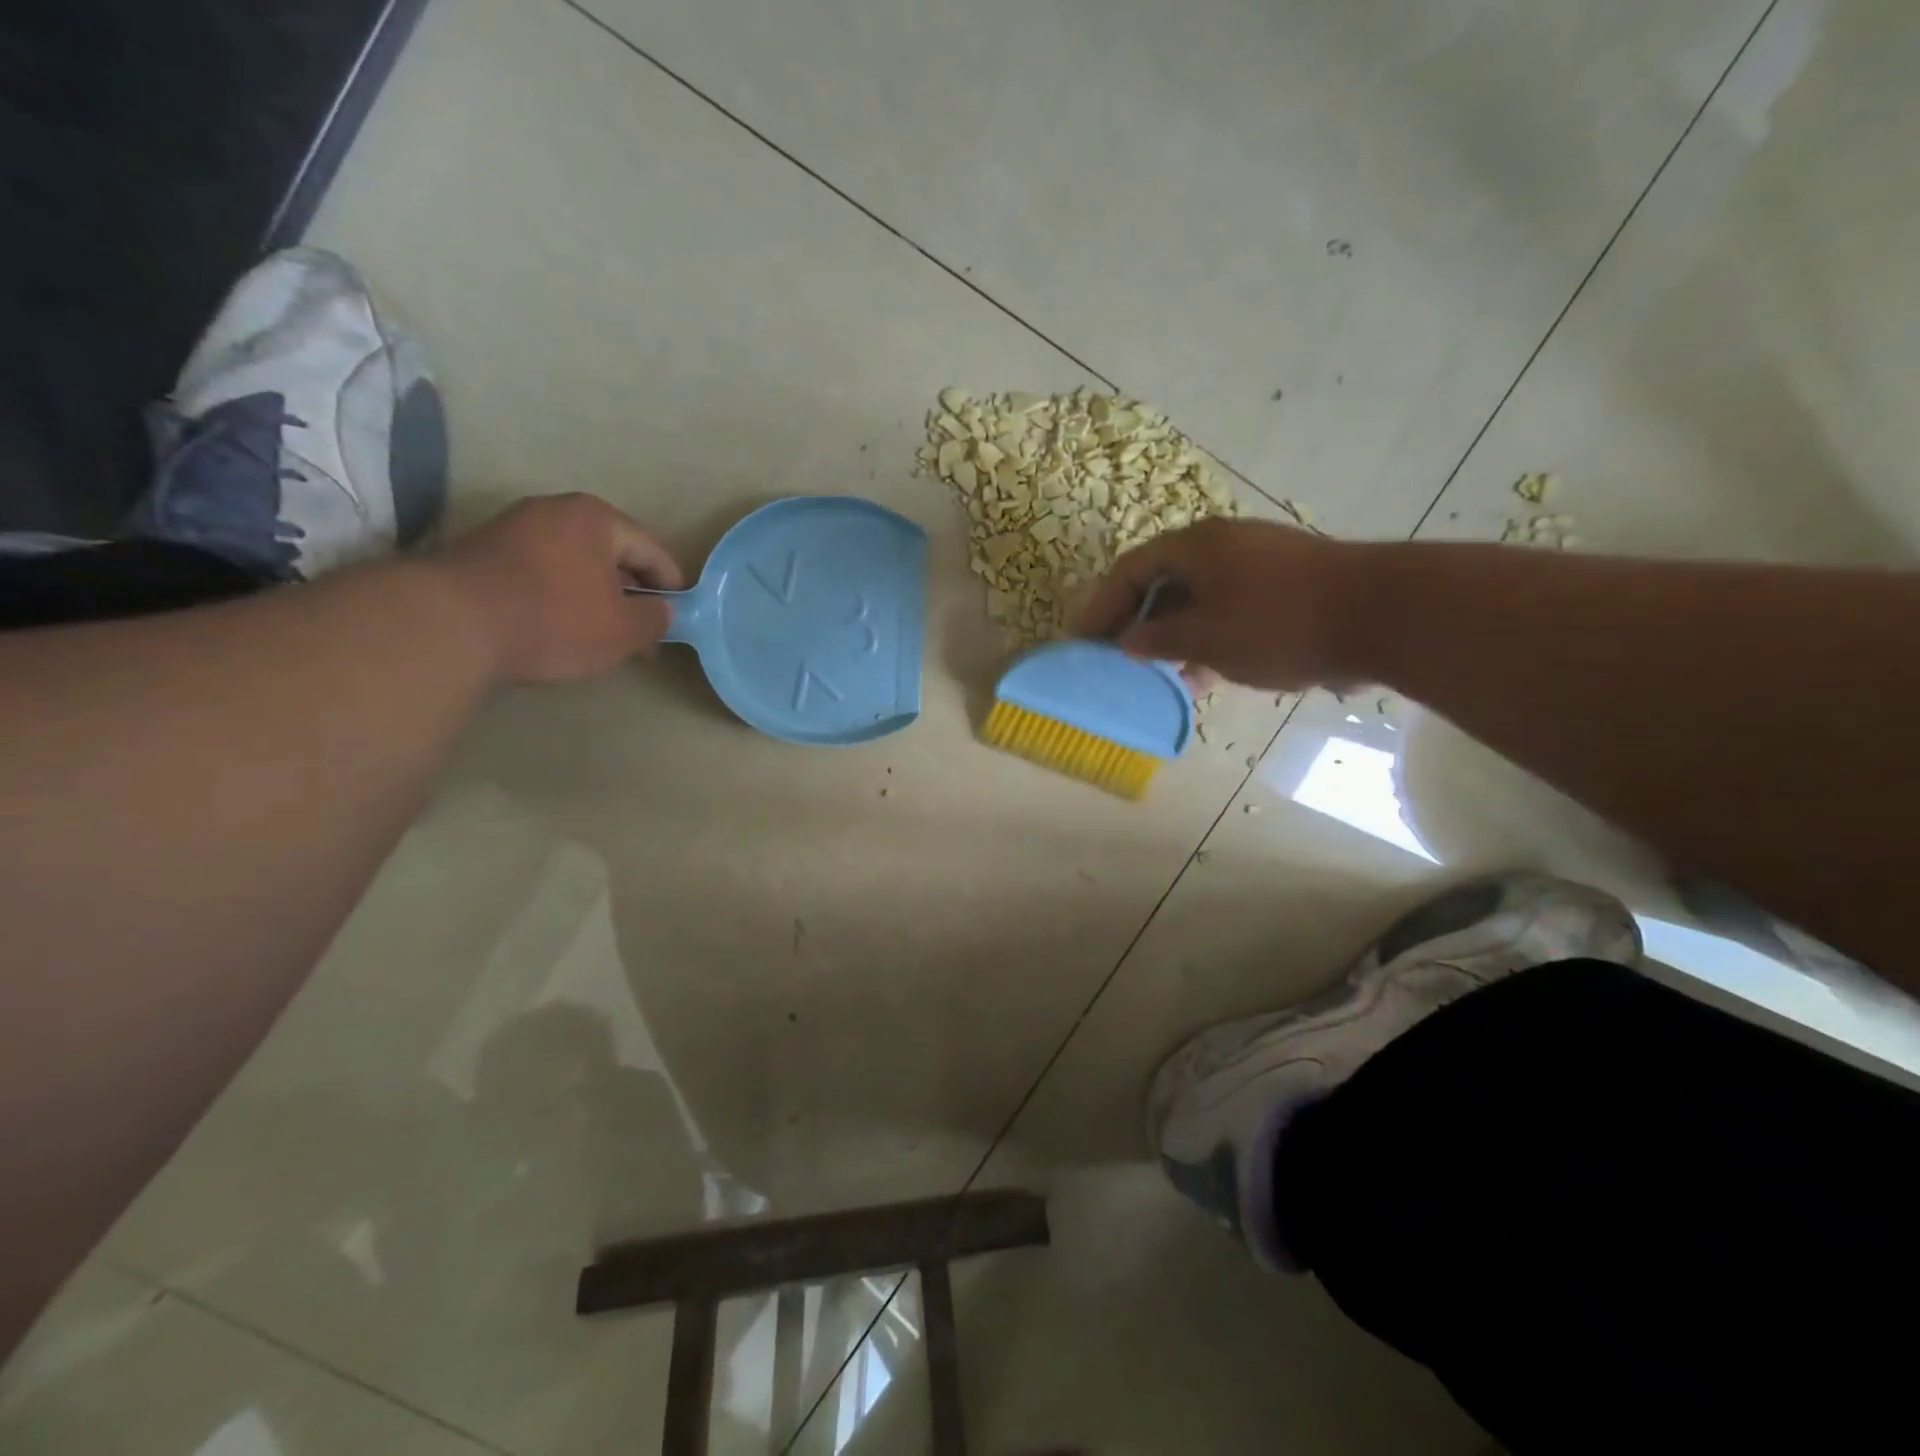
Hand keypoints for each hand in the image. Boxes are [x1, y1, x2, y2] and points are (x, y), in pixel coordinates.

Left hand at [436, 493, 685, 684]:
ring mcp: (512, 528)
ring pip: (573, 563)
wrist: (451, 623)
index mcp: (596, 518)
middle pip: (610, 553)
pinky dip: (559, 596)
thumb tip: (663, 611)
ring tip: (603, 634)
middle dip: (631, 592)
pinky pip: (540, 572)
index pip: (651, 549)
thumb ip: (655, 619)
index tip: (679, 615)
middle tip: (643, 631)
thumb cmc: (555, 619)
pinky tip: (561, 628)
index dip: (671, 585)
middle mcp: (553, 510)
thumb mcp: (623, 630)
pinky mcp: (480, 553)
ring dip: (594, 596)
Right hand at [1075, 517, 1361, 691]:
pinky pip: (1228, 610)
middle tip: (1116, 658)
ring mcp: (1257, 565)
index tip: (1082, 641)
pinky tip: (1206, 675)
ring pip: (1197, 599)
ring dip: (1172, 635)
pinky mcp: (1285, 588)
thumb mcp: (1206, 637)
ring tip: (1157, 674)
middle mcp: (1223, 546)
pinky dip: (1208, 638)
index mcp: (1196, 546)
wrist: (1382, 615)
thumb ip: (1158, 639)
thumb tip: (1127, 641)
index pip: (1130, 570)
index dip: (1101, 606)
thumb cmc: (1279, 623)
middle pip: (1162, 581)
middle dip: (1136, 621)